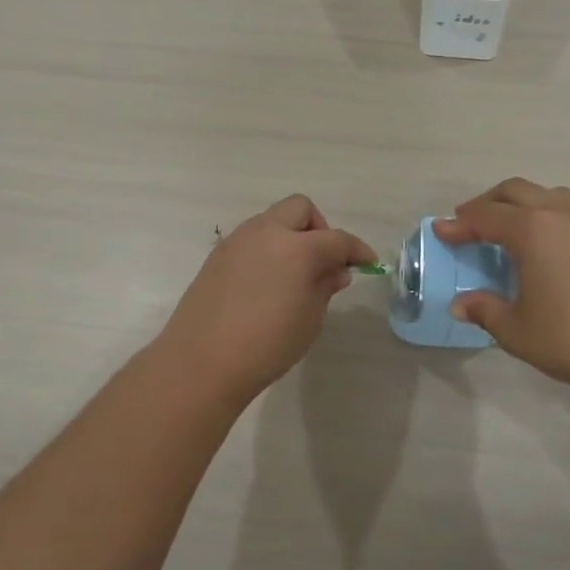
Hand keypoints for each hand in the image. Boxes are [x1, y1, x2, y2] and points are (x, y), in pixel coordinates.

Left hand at [158, 195, 375, 406]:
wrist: (202, 361)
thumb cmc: (267, 345)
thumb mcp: (309, 319)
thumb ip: (324, 286)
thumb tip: (335, 270)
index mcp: (297, 248)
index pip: (337, 239)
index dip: (357, 249)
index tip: (367, 262)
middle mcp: (266, 232)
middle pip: (300, 209)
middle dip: (319, 228)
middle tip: (323, 261)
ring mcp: (237, 240)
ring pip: (272, 220)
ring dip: (290, 236)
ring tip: (294, 275)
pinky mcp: (217, 255)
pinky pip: (251, 239)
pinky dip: (267, 249)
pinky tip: (266, 282)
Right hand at [435, 178, 569, 403]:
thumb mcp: (517, 331)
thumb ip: (485, 311)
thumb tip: (460, 305)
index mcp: (532, 230)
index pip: (485, 217)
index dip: (458, 224)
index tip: (440, 231)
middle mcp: (561, 214)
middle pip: (515, 191)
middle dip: (487, 203)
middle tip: (469, 225)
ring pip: (548, 195)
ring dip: (521, 204)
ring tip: (510, 230)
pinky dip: (549, 216)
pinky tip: (550, 247)